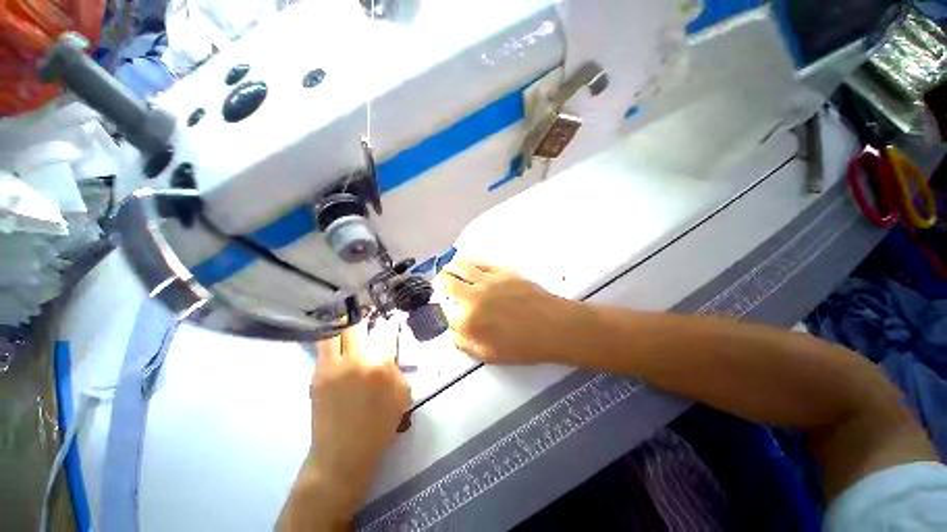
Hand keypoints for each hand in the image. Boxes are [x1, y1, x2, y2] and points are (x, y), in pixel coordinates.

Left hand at [280, 321, 409, 530]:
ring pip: (333, 332)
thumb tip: (388, 355)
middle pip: (355, 324)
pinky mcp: (316, 375)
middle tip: (366, 315)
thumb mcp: (402, 396)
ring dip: (342, 325)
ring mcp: (331, 366)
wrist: (342, 454)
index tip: (389, 317)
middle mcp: (354, 359)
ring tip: (348, 323)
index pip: (384, 332)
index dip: (388, 322)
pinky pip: (323, 348)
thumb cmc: (379, 426)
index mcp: (378, 364)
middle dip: (361, 317)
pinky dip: (331, 339)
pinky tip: (337, 342)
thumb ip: (397, 369)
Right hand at [439, 259, 575, 364]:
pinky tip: (471, 265)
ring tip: (450, 268)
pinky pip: (480, 263)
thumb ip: (464, 344)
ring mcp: (488, 280)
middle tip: (442, 281)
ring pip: (461, 266)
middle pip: (448, 282)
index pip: (446, 310)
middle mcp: (473, 296)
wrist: (554, 326)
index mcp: (468, 320)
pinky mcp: (502, 270)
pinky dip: (471, 263)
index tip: (449, 309)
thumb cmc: (523, 346)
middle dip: (441, 281)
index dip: (446, 309)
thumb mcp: (489, 356)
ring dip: (452, 267)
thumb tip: (453, 331)